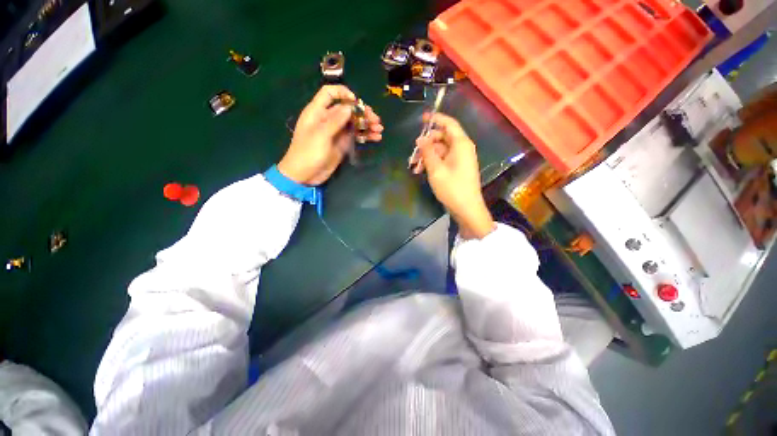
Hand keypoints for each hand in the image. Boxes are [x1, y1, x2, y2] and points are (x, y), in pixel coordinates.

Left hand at [278, 85, 382, 184]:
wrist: (305, 175)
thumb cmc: (308, 153)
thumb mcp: (321, 135)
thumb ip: (335, 120)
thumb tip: (350, 107)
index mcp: (318, 112)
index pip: (329, 93)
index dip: (342, 93)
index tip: (356, 101)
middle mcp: (328, 119)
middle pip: (347, 110)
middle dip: (362, 113)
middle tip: (375, 120)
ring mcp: (336, 132)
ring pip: (354, 124)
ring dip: (367, 125)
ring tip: (379, 130)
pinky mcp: (342, 144)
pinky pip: (356, 136)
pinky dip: (365, 136)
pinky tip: (376, 138)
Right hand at [412, 112, 494, 238]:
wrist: (467, 209)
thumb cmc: (452, 188)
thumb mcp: (436, 169)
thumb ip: (427, 152)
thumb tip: (420, 139)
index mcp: (461, 144)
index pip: (449, 124)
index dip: (436, 119)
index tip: (422, 118)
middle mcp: (462, 148)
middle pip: (443, 138)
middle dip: (427, 144)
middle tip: (413, 152)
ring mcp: (460, 159)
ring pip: (441, 150)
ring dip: (427, 156)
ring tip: (414, 166)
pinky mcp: (458, 168)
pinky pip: (443, 160)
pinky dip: (432, 163)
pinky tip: (421, 171)